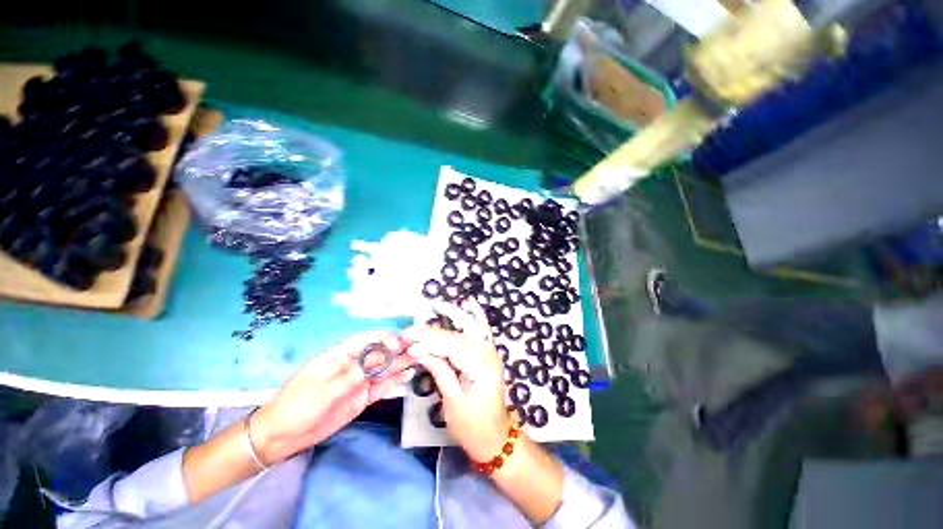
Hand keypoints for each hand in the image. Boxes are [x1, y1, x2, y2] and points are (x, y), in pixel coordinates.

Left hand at [251, 331, 414, 463]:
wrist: (284, 436)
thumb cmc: (298, 405)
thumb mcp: (323, 389)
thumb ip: (352, 375)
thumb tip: (379, 360)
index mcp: (341, 356)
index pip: (366, 341)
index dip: (384, 338)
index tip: (398, 342)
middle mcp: (354, 365)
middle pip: (380, 353)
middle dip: (398, 348)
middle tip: (419, 346)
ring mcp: (360, 382)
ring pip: (384, 369)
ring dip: (401, 363)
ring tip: (419, 357)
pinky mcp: (363, 398)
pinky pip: (382, 387)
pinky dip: (395, 381)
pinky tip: (408, 374)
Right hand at [405, 320, 508, 462]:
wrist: (495, 439)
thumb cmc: (473, 428)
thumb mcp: (453, 403)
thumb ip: (440, 371)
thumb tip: (419, 350)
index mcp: (481, 369)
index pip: (452, 347)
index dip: (429, 342)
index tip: (408, 340)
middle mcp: (489, 355)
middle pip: (459, 336)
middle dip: (435, 330)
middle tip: (413, 327)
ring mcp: (491, 353)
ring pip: (471, 328)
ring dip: (454, 315)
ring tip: (436, 306)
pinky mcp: (488, 355)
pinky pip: (482, 330)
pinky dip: (476, 315)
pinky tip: (470, 303)